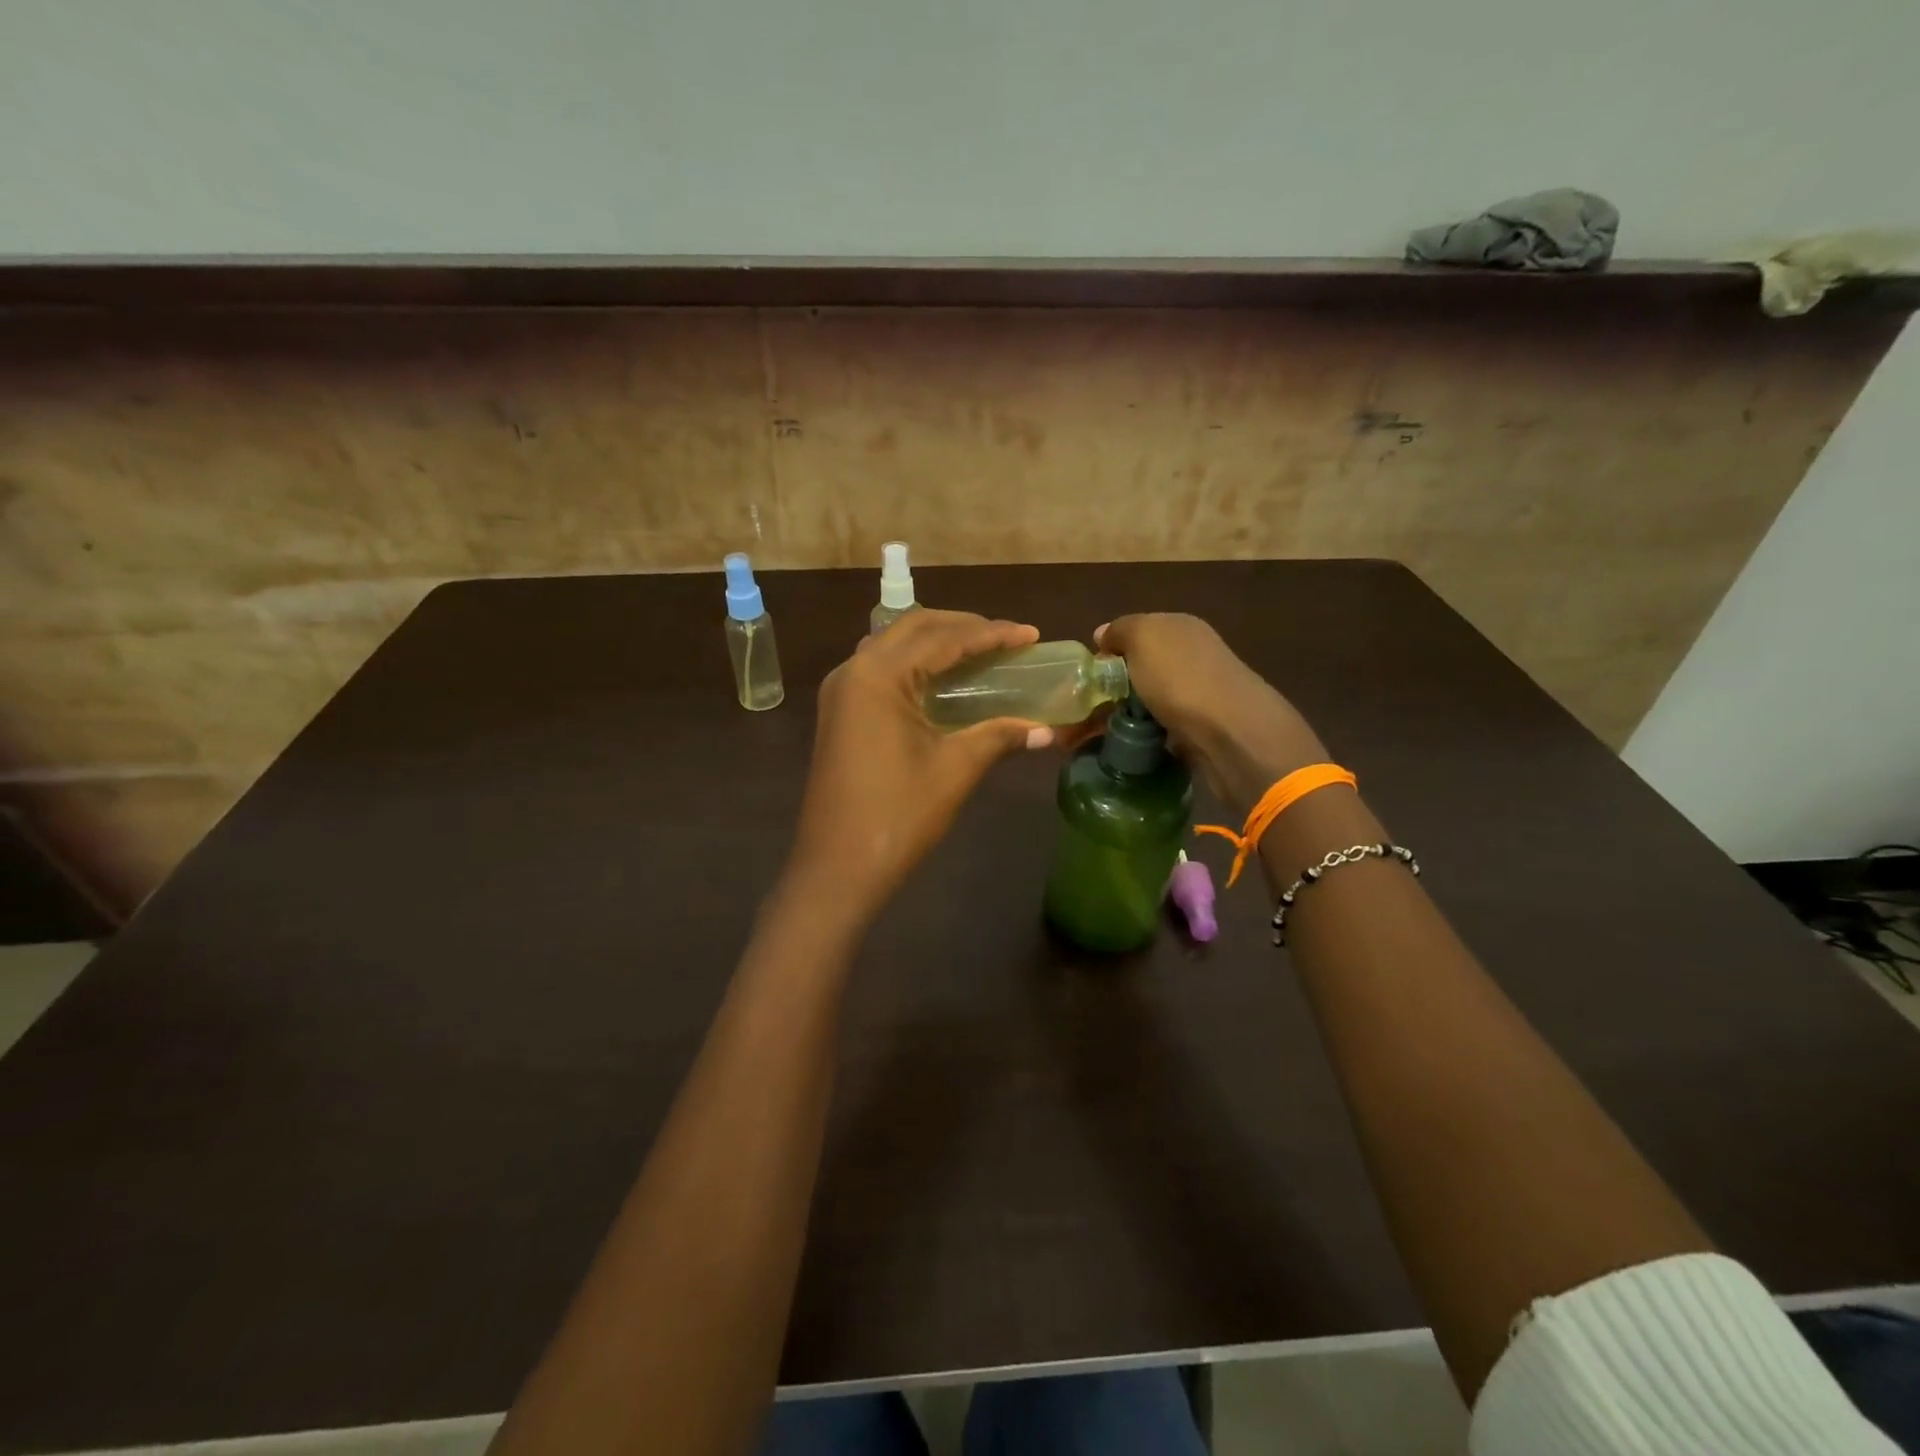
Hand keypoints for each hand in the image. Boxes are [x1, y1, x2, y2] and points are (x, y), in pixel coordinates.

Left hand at [785, 611, 1054, 923]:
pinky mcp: (839, 713)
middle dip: (962, 627)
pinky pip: (880, 669)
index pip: (943, 638)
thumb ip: (998, 736)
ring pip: (893, 645)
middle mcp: (853, 670)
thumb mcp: (954, 769)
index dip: (992, 633)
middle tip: (1006, 638)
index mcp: (878, 675)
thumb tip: (1046, 731)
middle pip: (913, 628)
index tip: (1031, 634)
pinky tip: (941, 680)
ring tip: (979, 651)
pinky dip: (914, 664)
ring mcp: (841, 692)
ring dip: (936, 641)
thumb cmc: (897, 815)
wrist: (837, 868)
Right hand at [1095, 614, 1326, 809]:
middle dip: (1109, 691)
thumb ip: (1121, 630)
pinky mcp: (1200, 730)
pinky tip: (1125, 749)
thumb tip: (1104, 635)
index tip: (1081, 680)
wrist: (1232, 735)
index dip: (1105, 653)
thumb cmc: (1182, 679)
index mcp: (1180, 628)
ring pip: (1147, 703)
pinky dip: (1141, 739)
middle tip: (1078, 716)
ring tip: (1092, 739)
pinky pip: (1160, 730)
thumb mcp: (1144, 637)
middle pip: (1139, 670)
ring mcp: (1198, 695)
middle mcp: (1191, 656)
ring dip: (1121, 719)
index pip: (1133, 633)